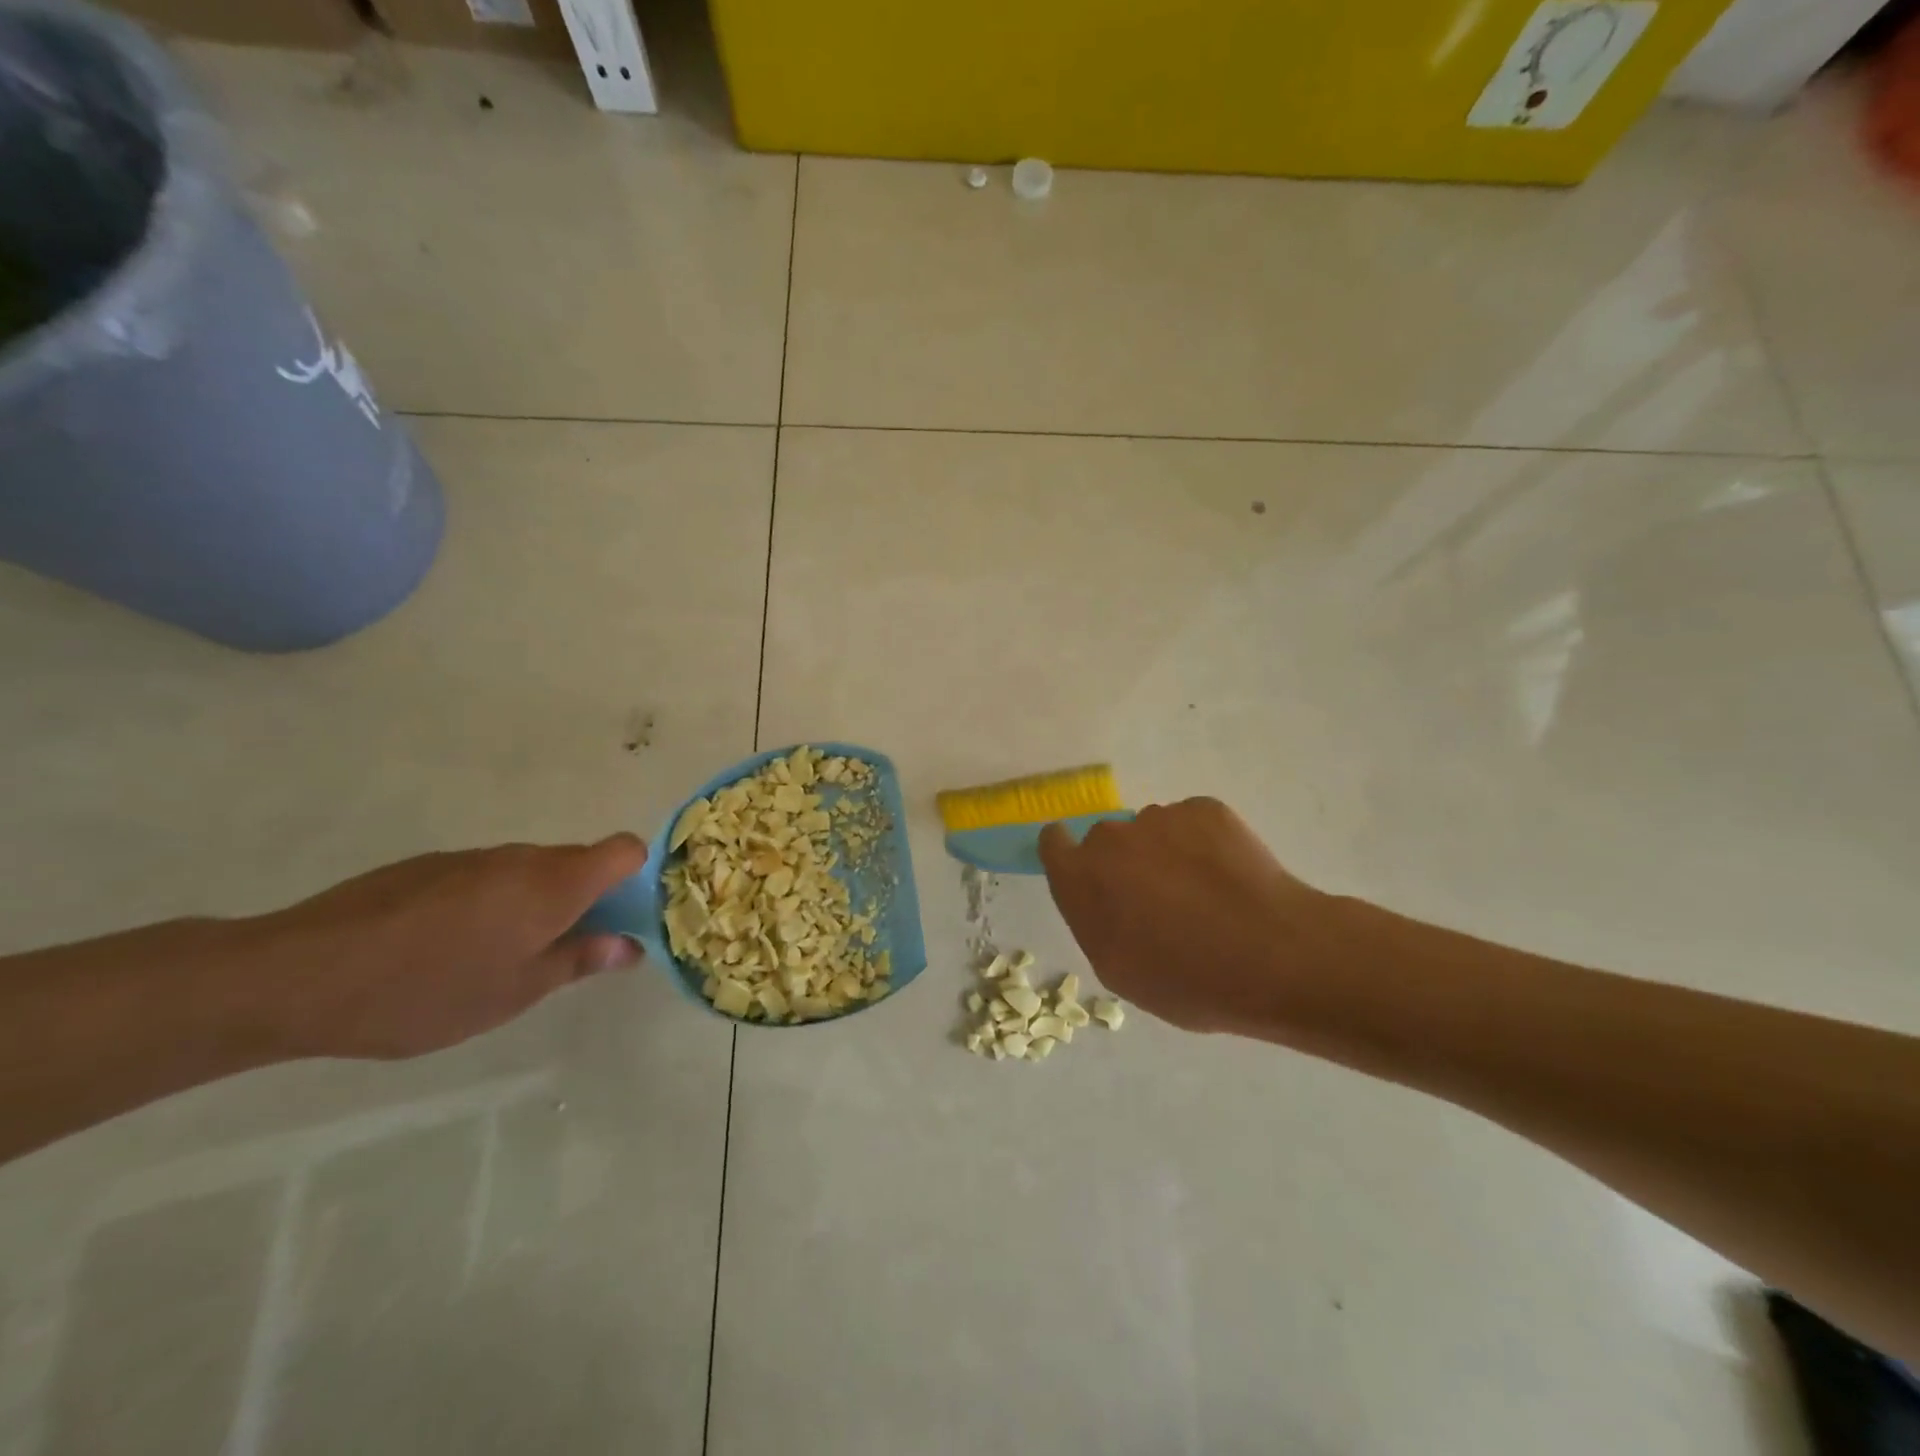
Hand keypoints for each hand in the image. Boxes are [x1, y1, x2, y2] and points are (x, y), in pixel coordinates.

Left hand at [243, 835, 647, 1059]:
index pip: (625, 850)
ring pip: (529, 872)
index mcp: (554, 883)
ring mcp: (471, 859)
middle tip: (562, 954)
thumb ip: (580, 961)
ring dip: (535, 904)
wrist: (299, 975)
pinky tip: (446, 950)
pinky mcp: (428, 867)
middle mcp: (521, 858)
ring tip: (496, 960)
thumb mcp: (516, 991)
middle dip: (585, 900)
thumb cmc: (428, 990)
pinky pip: (486, 878)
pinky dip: (491, 904)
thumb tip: (630, 946)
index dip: (635, 878)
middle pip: (579, 861)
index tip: (621, 920)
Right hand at [1038, 799, 1344, 1034]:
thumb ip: (1093, 920)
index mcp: (1081, 877)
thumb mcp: (1117, 970)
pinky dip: (1202, 843)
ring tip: (1204, 894)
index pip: (1053, 842)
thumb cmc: (1186, 980)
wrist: (1273, 955)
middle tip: (1158, 902)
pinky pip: (1191, 823)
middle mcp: (1111, 837)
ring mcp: (1160, 817)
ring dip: (1164, 853)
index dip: (1069, 858)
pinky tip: (1229, 878)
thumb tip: (1099, 894)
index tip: (1094, 881)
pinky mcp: (1205, 808)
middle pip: (1105, 840)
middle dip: (1123, 863)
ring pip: (1151, 831)